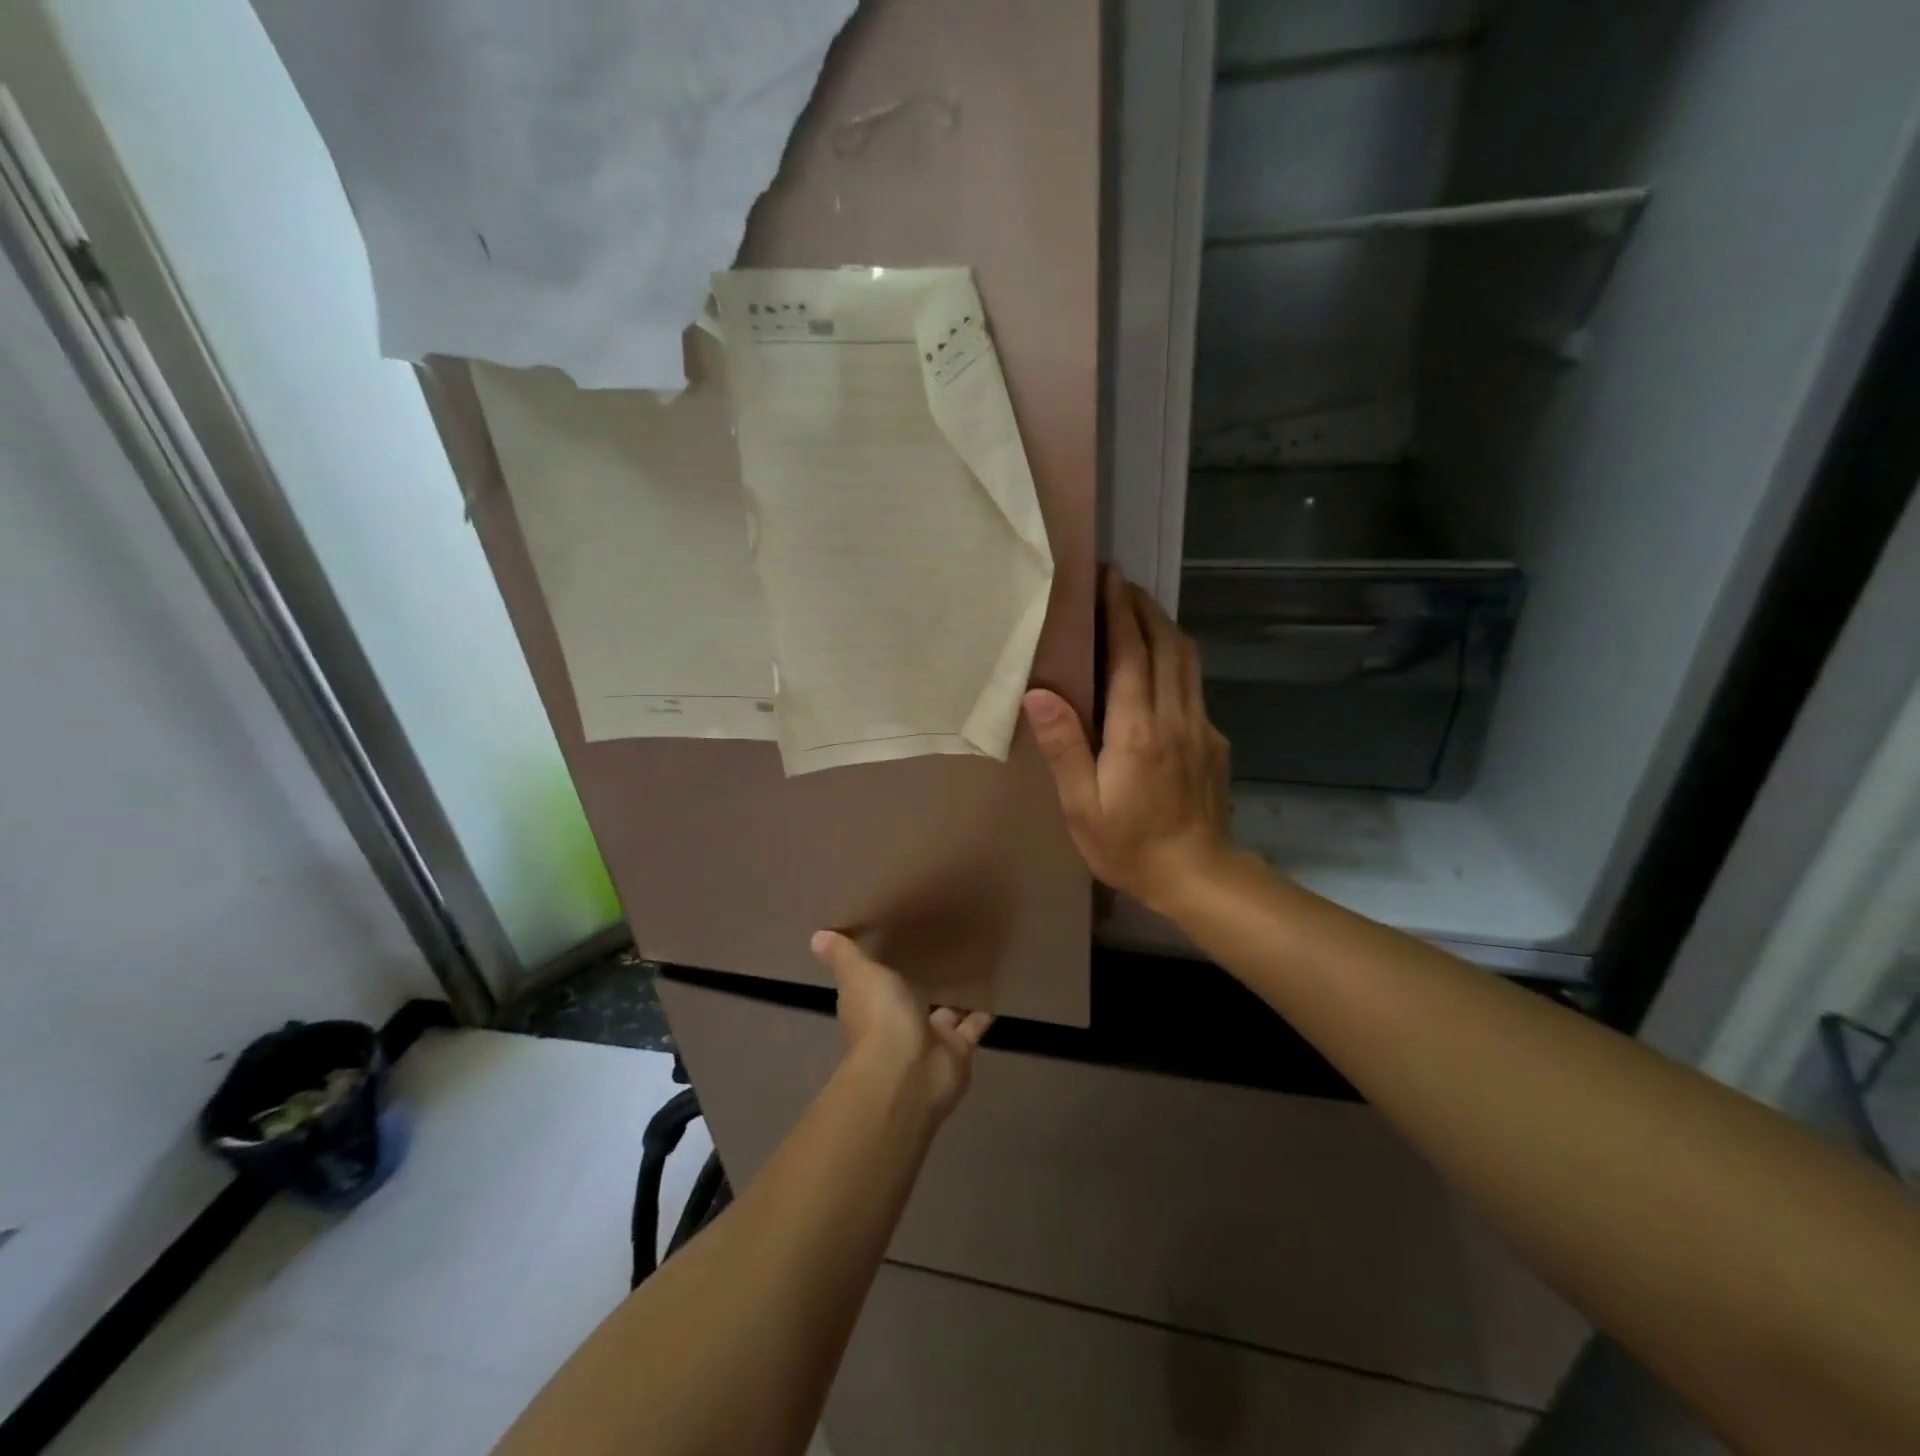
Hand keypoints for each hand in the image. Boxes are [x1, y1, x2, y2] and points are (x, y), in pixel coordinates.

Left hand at [811, 930, 991, 1121]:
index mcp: (871, 1005)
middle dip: (922, 981)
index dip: (882, 967)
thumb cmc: (880, 1017)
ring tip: (973, 964)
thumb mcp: (859, 974)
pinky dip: (982, 1013)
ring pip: (944, 1014)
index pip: (875, 983)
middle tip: (942, 948)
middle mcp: (898, 1023)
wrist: (910, 1072)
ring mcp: (929, 1040)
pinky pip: (972, 1028)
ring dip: (954, 997)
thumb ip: (844, 955)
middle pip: (912, 999)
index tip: (896, 941)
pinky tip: (995, 989)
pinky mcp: (958, 1051)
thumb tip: (816, 936)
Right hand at [1023, 565, 1238, 914]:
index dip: (1119, 611)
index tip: (1108, 577)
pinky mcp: (1214, 740)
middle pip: (1166, 644)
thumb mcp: (1083, 806)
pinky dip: (1176, 658)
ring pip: (1187, 660)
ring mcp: (1201, 727)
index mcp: (1137, 730)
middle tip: (1120, 582)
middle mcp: (1175, 717)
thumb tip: (1038, 694)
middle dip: (1143, 607)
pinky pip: (1194, 684)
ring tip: (1139, 609)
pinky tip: (1161, 664)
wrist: (1200, 876)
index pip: (1131, 654)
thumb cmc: (1130, 846)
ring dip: (1164, 627)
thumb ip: (1064, 747)